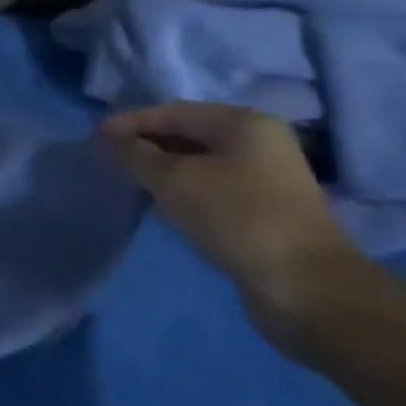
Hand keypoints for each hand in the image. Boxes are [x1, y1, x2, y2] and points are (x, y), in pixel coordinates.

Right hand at [101, 102, 370, 353]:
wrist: (310, 293)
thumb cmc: (238, 219)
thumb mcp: (173, 180)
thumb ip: (134, 154)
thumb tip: (108, 139)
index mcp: (243, 124)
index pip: (172, 112)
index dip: (130, 122)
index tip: (95, 138)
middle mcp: (259, 145)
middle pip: (187, 136)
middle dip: (145, 146)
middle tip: (108, 160)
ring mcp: (267, 182)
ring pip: (198, 166)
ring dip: (161, 172)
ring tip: (128, 183)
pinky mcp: (266, 215)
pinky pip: (211, 192)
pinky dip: (182, 195)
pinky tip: (160, 208)